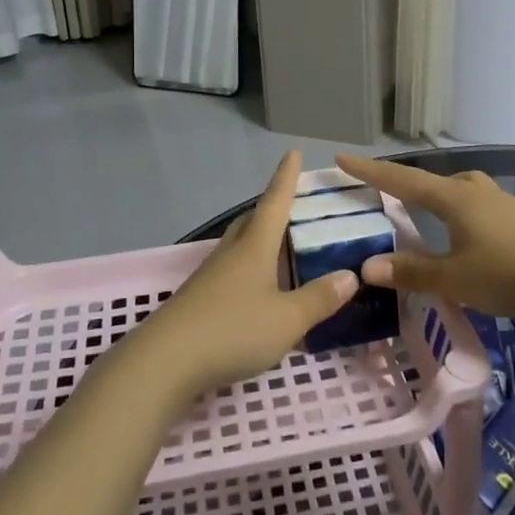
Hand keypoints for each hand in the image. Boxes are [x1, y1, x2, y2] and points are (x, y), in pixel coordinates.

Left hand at [134, 151, 355, 397]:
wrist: (165, 361)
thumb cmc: (232, 329)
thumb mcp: (287, 319)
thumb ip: (318, 298)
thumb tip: (349, 275)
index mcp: (254, 247)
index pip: (275, 202)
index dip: (286, 178)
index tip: (292, 153)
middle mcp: (230, 253)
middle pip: (251, 222)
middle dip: (271, 210)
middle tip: (293, 207)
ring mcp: (210, 277)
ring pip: (239, 247)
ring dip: (259, 241)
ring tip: (280, 249)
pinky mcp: (199, 301)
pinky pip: (231, 273)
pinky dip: (250, 272)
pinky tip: (258, 292)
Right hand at [334, 154, 514, 336]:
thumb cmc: (511, 273)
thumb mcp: (455, 279)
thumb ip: (411, 272)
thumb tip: (366, 267)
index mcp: (454, 198)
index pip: (402, 180)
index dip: (370, 172)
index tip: (342, 158)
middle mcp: (476, 192)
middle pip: (433, 182)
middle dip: (406, 186)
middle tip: (385, 195)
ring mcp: (503, 203)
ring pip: (459, 194)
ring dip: (436, 201)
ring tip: (424, 217)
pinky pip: (477, 209)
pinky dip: (458, 216)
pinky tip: (464, 237)